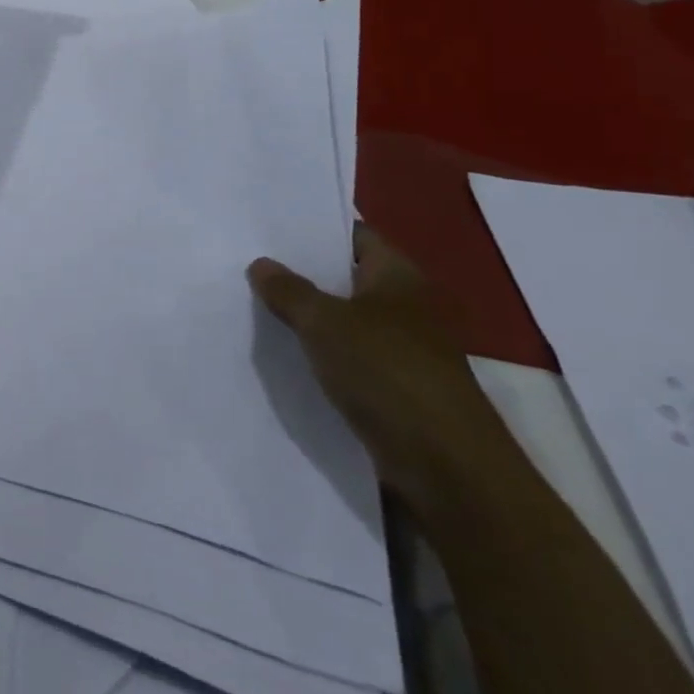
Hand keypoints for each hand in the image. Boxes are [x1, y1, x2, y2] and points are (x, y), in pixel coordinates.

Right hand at [249, 224, 518, 513]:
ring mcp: (401, 350)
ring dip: (307, 316)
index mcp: (398, 277)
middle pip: (345, 277)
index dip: (314, 228)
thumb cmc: (388, 373)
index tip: (268, 224)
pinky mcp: (393, 389)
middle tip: (247, 259)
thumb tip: (261, 264)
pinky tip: (279, 350)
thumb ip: (289, 290)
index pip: (354, 235)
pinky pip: (345, 357)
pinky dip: (317, 352)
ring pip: (342, 320)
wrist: (446, 468)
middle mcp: (404, 307)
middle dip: (302, 272)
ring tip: (251, 301)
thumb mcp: (325, 322)